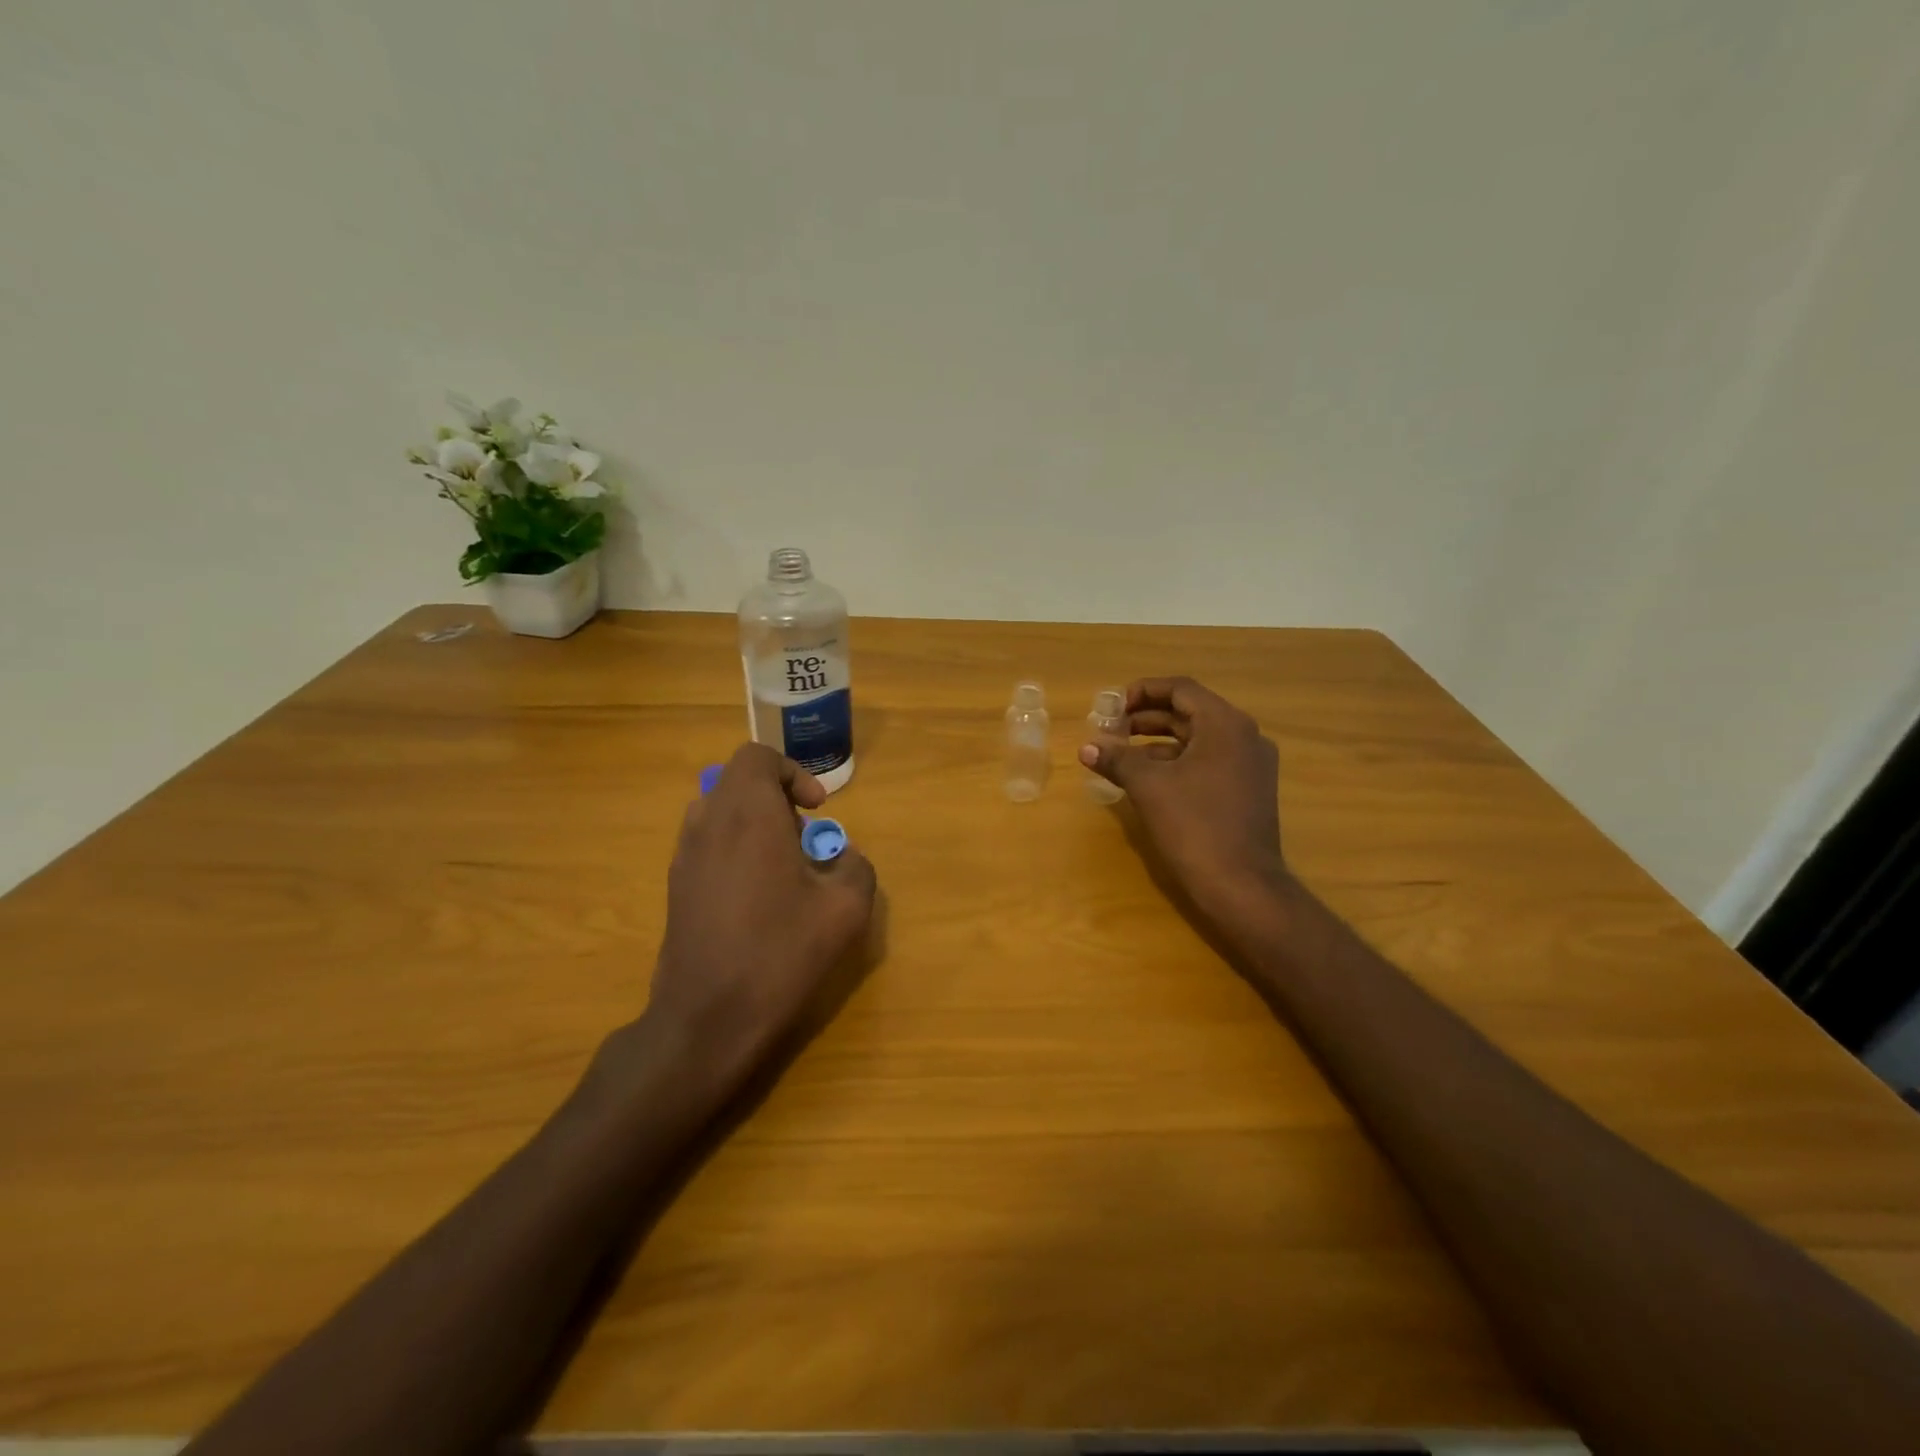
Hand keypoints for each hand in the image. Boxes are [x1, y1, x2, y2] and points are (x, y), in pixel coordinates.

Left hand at [639, 742, 876, 1092]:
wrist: (706, 1020)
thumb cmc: (779, 955)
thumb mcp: (845, 911)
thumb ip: (856, 868)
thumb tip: (846, 858)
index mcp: (748, 816)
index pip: (756, 757)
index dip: (792, 773)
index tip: (817, 809)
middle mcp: (708, 824)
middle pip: (737, 782)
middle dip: (776, 799)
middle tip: (804, 839)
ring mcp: (684, 857)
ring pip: (718, 812)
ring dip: (753, 823)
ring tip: (782, 866)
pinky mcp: (675, 888)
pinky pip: (706, 844)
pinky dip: (734, 849)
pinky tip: (757, 897)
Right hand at [1080, 676, 1290, 926]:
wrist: (1242, 886)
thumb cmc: (1195, 826)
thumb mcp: (1149, 787)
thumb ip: (1117, 759)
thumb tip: (1087, 747)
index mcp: (1225, 724)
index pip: (1181, 689)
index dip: (1142, 692)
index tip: (1112, 707)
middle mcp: (1244, 736)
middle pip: (1189, 712)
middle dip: (1146, 718)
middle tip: (1111, 729)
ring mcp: (1250, 765)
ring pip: (1198, 739)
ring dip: (1158, 742)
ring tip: (1121, 754)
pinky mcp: (1248, 790)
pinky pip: (1208, 761)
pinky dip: (1176, 762)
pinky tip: (1148, 779)